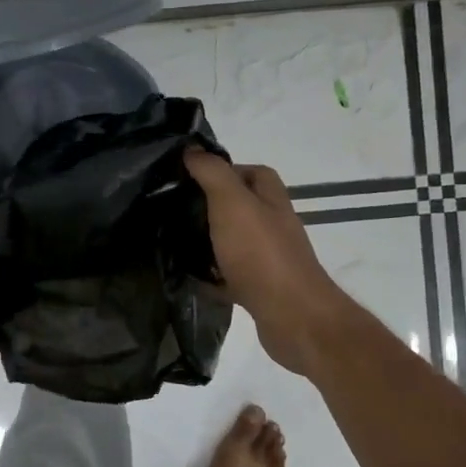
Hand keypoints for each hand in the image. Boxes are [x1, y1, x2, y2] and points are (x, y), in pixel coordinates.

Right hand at [184, 151, 361, 375]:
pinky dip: (211, 276)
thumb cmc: (261, 253)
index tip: (187, 177)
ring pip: (233, 241)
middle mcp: (273, 224)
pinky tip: (188, 277)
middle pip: (239, 206)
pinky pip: (230, 275)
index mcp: (271, 198)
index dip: (222, 170)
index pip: (250, 172)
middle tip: (173, 209)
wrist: (292, 316)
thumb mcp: (232, 202)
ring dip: (208, 242)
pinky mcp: (260, 288)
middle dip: (209, 206)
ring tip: (173, 241)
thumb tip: (192, 150)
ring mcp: (268, 258)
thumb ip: (212, 173)